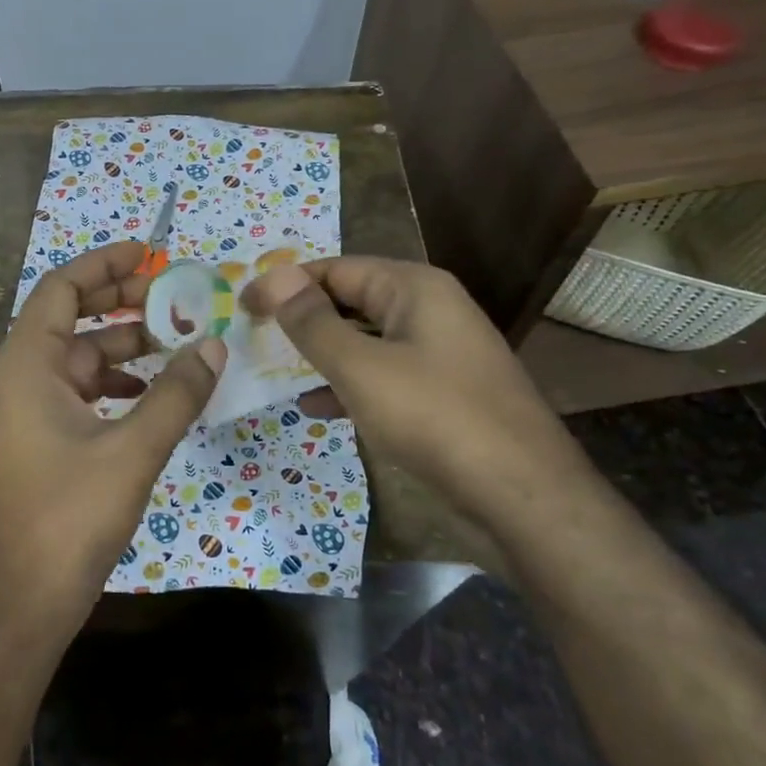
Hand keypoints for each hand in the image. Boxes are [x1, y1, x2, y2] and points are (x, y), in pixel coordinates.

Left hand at [0, 241, 223, 645]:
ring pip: (80, 358)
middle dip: (121, 302)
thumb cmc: (68, 519)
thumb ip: (175, 394)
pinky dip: (116, 383)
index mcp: (26, 366)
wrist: (21, 603)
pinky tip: (153, 394)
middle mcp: (19, 378)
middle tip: (174, 296)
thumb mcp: (132, 451)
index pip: (61, 289)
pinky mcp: (40, 439)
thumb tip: (213, 346)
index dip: (103, 264)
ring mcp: (27, 411)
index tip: (148, 252)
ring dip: (126, 346)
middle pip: (71, 318)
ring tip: (178, 342)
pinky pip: (80, 392)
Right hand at [242, 258, 585, 525]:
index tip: (243, 307)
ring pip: (364, 341)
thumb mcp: (361, 367)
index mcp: (414, 288)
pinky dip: (348, 385)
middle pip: (351, 301)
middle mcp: (428, 310)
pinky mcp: (441, 393)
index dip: (286, 284)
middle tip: (254, 339)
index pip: (336, 269)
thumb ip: (313, 323)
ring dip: (321, 354)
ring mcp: (438, 353)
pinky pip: (382, 375)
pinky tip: (316, 407)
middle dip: (303, 319)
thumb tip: (275, 278)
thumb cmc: (435, 417)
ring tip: (275, 372)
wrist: (522, 497)